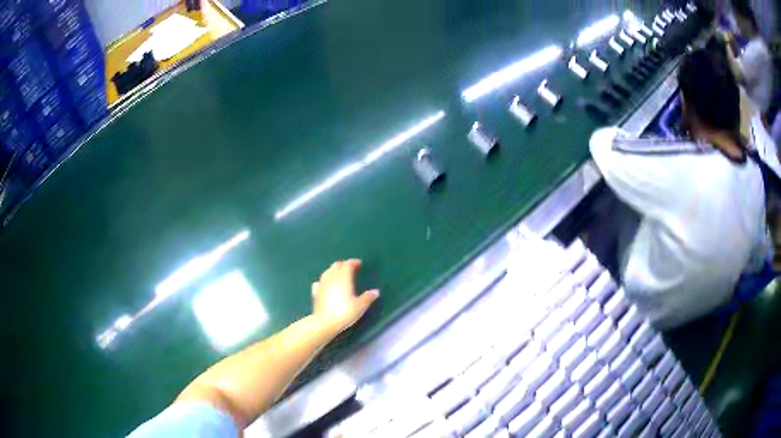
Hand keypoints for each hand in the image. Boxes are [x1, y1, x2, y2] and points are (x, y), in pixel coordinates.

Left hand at [311, 259, 378, 334]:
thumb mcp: (360, 306)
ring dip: (333, 270)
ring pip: (327, 272)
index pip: (347, 264)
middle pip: (336, 265)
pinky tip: (325, 284)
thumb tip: (376, 291)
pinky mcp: (315, 293)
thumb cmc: (344, 313)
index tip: (359, 263)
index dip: (353, 262)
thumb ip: (368, 297)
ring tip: (339, 275)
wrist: (324, 323)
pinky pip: (320, 282)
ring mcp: (322, 284)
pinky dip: (324, 281)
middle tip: (350, 268)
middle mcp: (331, 278)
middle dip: (343, 265)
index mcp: (343, 278)